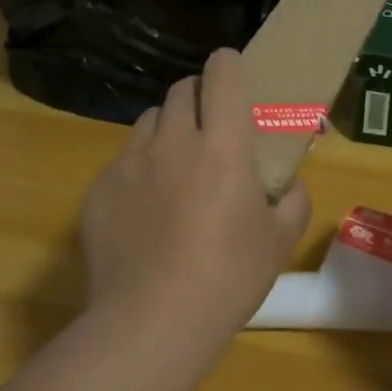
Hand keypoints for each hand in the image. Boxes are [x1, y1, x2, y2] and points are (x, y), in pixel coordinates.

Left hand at [80, 48, 310, 350]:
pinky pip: (123, 161)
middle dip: (198, 96)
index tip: (233, 75)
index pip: (221, 74)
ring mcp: (130, 163)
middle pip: (181, 90)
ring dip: (166, 129)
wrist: (150, 325)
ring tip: (175, 166)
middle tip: (210, 129)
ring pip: (148, 121)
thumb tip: (288, 183)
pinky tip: (146, 210)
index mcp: (222, 147)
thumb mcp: (279, 242)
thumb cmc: (227, 280)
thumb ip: (292, 199)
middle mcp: (173, 142)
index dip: (228, 65)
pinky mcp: (99, 189)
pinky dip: (139, 170)